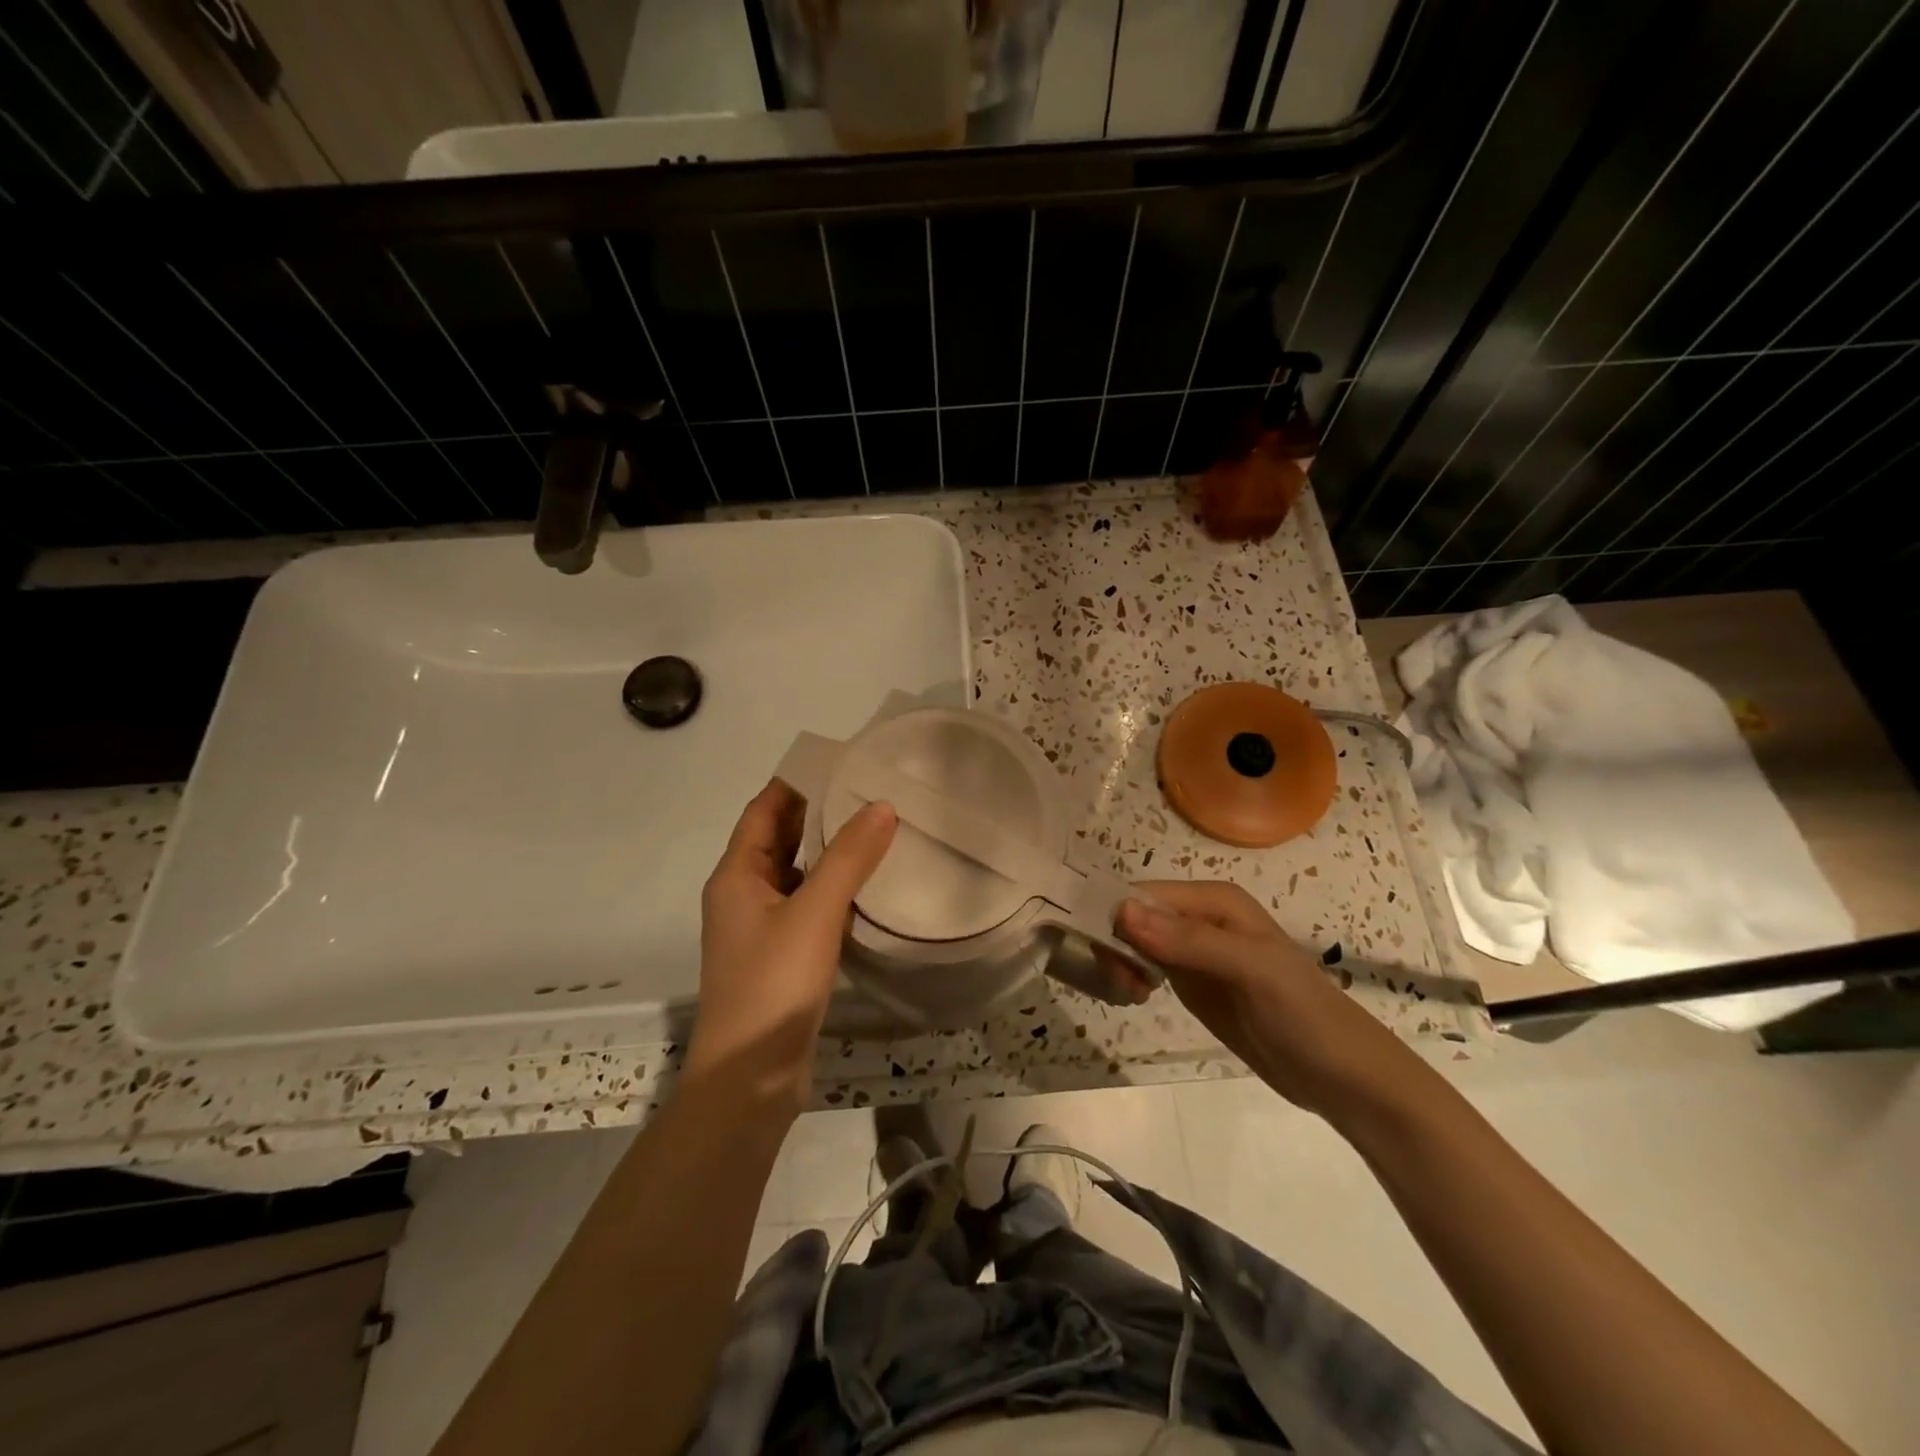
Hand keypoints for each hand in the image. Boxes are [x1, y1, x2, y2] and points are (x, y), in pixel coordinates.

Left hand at [685, 778, 896, 1114]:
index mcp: (737, 875)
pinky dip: (834, 889)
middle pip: (780, 838)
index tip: (841, 761)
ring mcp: (762, 928)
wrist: (750, 1080)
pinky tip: (870, 886)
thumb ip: (849, 859)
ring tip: (878, 828)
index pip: (764, 809)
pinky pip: (809, 906)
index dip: (797, 781)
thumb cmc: (773, 986)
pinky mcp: (783, 957)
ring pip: (797, 874)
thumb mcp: (814, 914)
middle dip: (819, 813)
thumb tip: (882, 805)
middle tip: (870, 790)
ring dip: (829, 852)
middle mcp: (744, 895)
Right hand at [1116, 881, 1430, 1123]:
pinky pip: (1148, 965)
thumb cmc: (1304, 1015)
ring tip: (1128, 992)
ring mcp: (1195, 951)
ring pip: (1136, 940)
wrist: (1342, 1078)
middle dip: (1115, 941)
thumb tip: (1123, 912)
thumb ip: (1189, 941)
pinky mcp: (1193, 982)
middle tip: (1121, 982)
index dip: (1116, 917)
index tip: (1102, 955)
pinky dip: (1131, 976)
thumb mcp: (1250, 971)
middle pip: (1135, 915)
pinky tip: (1133, 995)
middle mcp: (1200, 917)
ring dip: (1120, 960)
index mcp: (1215, 900)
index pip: (1145, 894)